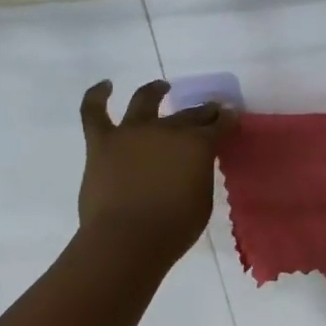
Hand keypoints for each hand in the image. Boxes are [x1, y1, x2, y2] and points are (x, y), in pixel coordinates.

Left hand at [78, 80, 235, 263]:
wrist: (127, 240)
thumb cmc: (174, 229)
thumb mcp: (202, 200)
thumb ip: (199, 175)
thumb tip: (191, 165)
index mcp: (197, 145)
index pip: (217, 125)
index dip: (226, 119)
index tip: (231, 115)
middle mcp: (166, 129)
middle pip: (188, 114)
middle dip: (203, 111)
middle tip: (210, 110)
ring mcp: (131, 132)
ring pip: (144, 100)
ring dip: (155, 91)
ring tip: (162, 87)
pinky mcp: (101, 142)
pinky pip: (94, 112)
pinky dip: (96, 95)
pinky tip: (105, 85)